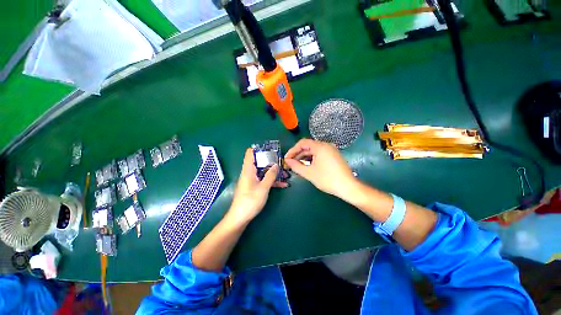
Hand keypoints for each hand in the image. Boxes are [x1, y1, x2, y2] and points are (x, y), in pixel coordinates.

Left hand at [227, 148, 287, 224]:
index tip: (270, 148)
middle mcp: (249, 173)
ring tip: (285, 173)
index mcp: (248, 170)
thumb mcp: (263, 188)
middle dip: (270, 160)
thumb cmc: (250, 201)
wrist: (240, 218)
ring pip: (263, 171)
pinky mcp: (254, 187)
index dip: (259, 149)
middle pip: (259, 162)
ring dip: (273, 172)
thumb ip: (270, 175)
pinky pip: (263, 180)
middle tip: (281, 161)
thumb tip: (276, 165)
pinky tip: (283, 184)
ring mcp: (252, 180)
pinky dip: (272, 180)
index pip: (250, 153)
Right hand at [284, 139, 356, 197]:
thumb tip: (287, 161)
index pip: (302, 143)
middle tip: (290, 163)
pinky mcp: (333, 156)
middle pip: (308, 146)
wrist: (348, 187)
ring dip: (304, 157)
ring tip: (297, 165)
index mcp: (320, 146)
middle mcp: (326, 145)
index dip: (292, 150)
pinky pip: (319, 154)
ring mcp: (331, 150)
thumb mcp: (309, 173)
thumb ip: (296, 166)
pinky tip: (307, 166)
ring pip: (313, 151)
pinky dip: (311, 159)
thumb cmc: (327, 179)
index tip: (287, 158)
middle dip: (298, 154)